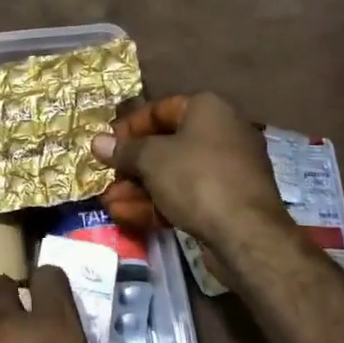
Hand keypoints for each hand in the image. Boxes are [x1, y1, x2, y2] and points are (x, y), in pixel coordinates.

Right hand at [93, 92, 288, 247]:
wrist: (246, 233)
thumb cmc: (196, 179)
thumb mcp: (151, 159)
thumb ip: (124, 150)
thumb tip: (97, 142)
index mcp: (208, 109)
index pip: (160, 109)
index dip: (129, 126)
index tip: (108, 145)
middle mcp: (222, 132)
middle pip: (166, 144)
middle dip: (132, 164)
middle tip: (106, 177)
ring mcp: (227, 169)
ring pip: (174, 173)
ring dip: (139, 188)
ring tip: (109, 203)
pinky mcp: (228, 201)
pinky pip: (187, 194)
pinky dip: (159, 202)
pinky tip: (128, 216)